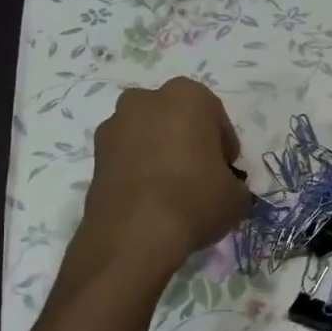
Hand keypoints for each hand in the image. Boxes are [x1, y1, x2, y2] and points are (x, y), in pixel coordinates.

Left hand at [80, 78, 251, 272]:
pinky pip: (126, 156)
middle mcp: (145, 100)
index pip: (215, 116)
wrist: (133, 234)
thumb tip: (226, 189)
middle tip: (200, 175)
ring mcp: (114, 125)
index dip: (224, 145)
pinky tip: (149, 199)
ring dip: (160, 154)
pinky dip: (138, 170)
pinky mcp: (94, 154)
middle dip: (188, 141)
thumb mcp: (236, 197)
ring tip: (172, 190)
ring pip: (147, 135)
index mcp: (187, 96)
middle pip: (176, 119)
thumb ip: (233, 183)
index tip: (227, 170)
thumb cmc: (194, 200)